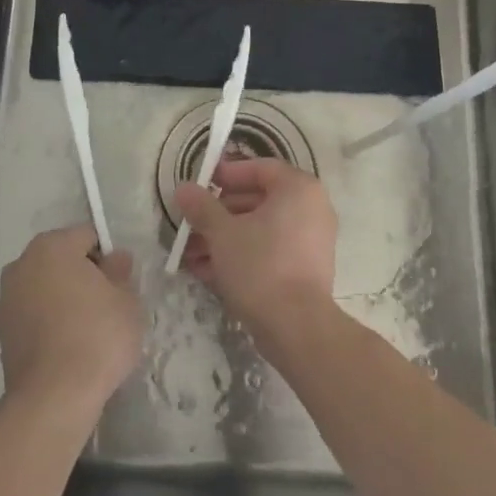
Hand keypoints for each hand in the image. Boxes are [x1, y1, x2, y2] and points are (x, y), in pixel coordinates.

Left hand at [0, 225, 141, 415]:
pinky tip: (66, 347)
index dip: (107, 257)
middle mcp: (22, 264)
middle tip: (106, 305)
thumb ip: (121, 272)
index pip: (87, 237)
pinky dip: (47, 323)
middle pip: (61, 260)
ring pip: (44, 288)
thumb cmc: (97, 336)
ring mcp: (6, 299)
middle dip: (82, 276)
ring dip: (62, 299)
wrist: (54, 397)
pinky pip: (32, 316)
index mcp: (52, 246)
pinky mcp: (1, 333)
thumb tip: (116, 259)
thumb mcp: (127, 300)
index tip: (119, 284)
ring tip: (86, 330)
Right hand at [173, 157, 338, 335]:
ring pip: (260, 229)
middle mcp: (311, 208)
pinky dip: (242, 256)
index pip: (259, 168)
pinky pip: (270, 251)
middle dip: (218, 214)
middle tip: (191, 225)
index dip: (226, 174)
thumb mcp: (222, 233)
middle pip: (257, 200)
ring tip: (191, 254)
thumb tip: (184, 188)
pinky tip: (208, 272)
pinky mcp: (305, 269)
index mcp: (298, 189)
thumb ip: (202, 206)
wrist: (296, 327)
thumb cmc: (260, 265)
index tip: (200, 185)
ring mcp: (311, 240)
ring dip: (224, 238)